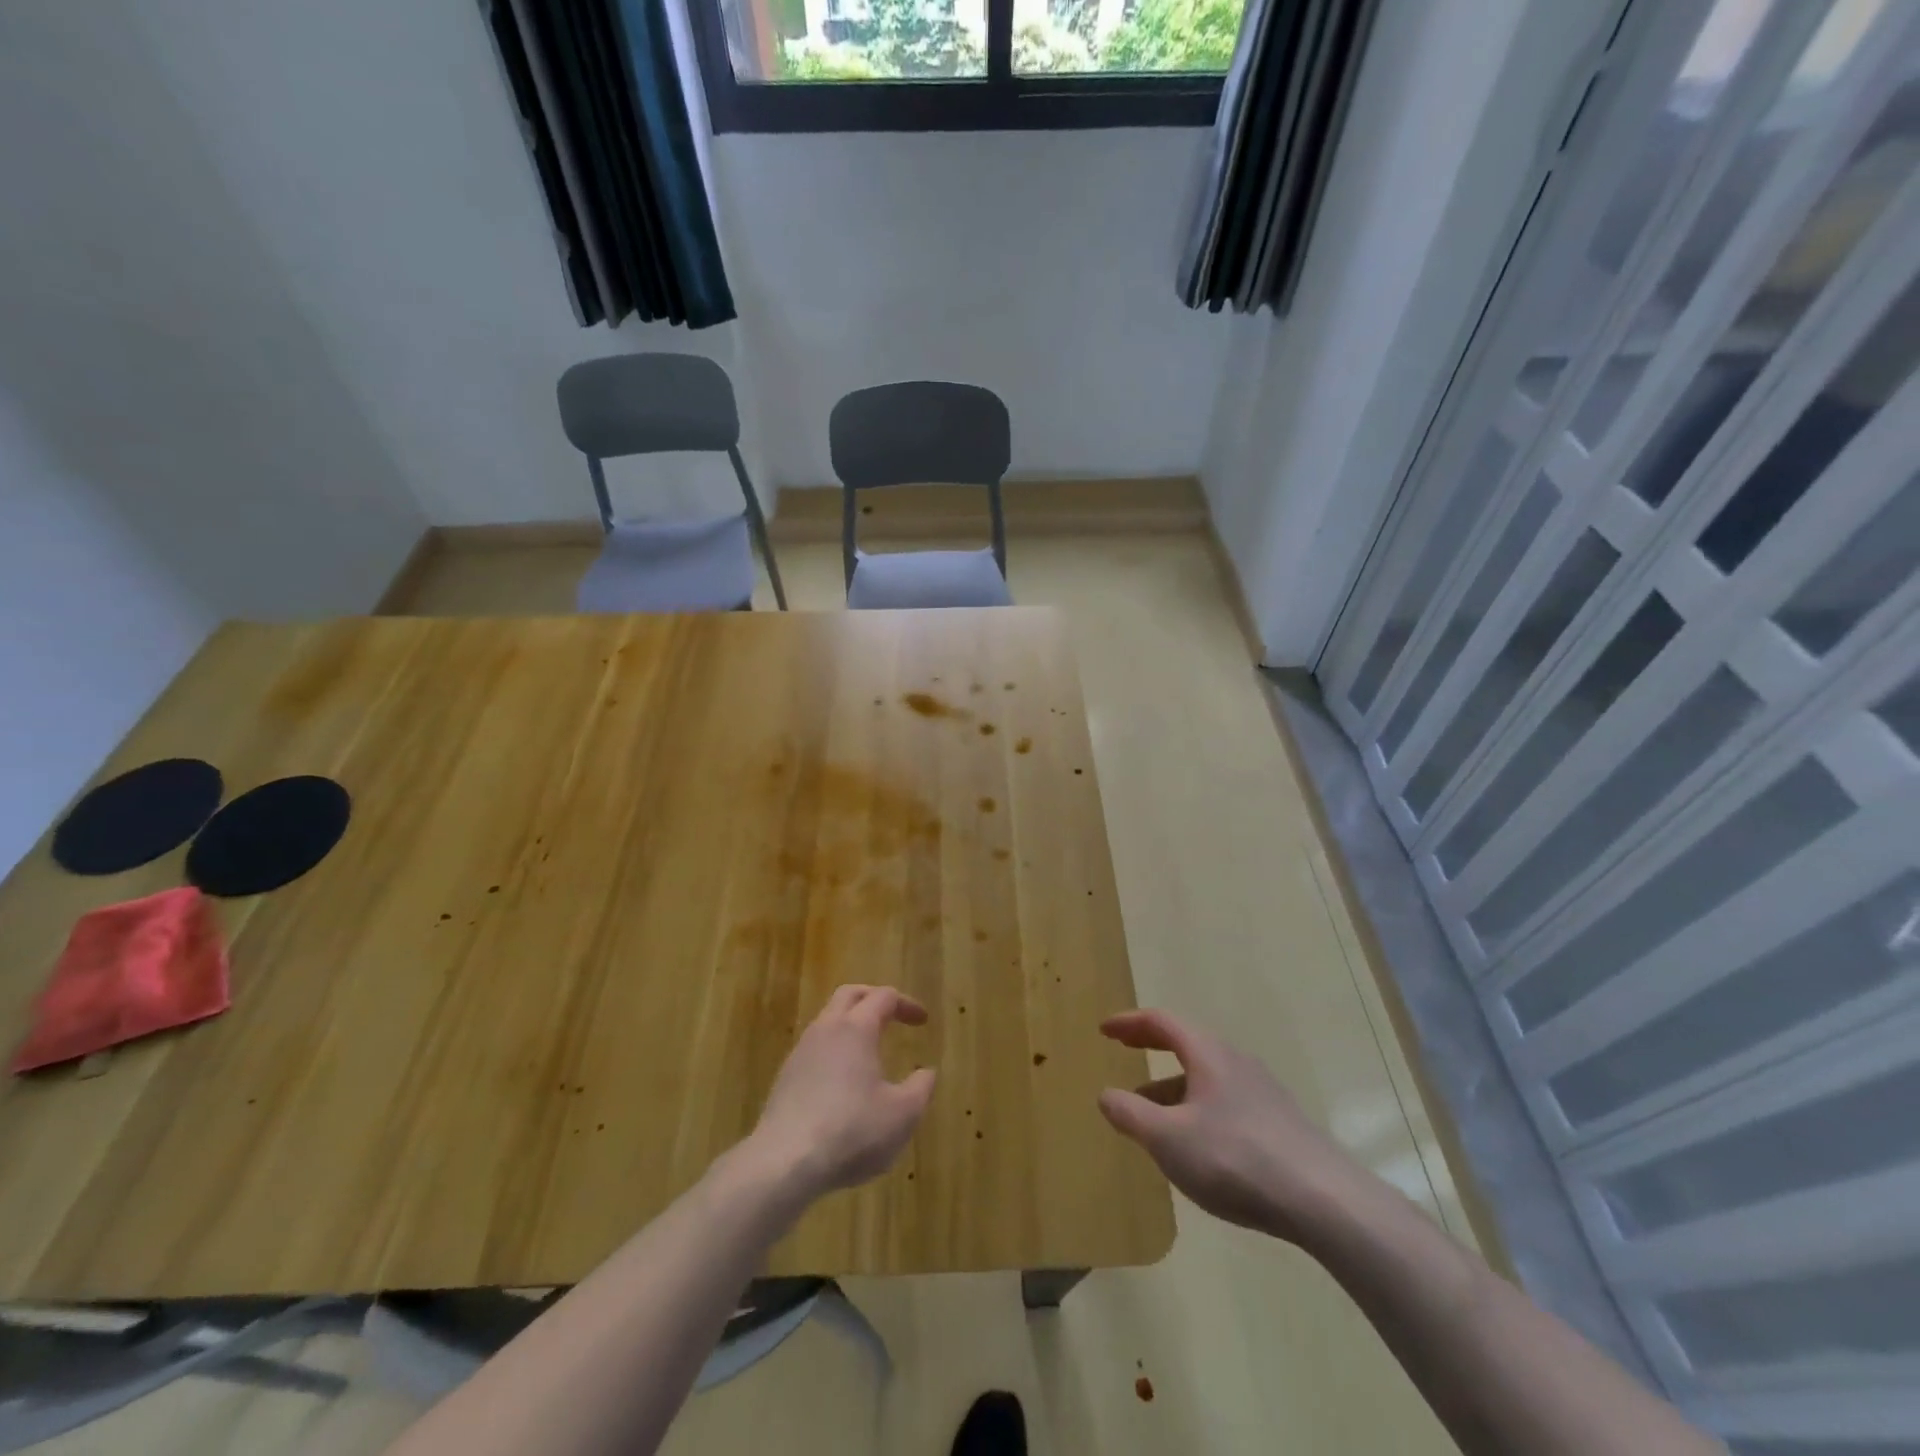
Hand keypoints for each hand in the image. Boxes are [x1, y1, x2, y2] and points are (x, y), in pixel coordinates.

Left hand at [747, 985, 936, 1199]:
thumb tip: (927, 1072)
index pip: (884, 997)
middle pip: (849, 995)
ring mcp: (801, 1051)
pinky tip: (843, 1081)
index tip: (923, 1021)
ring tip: (869, 1049)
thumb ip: (920, 1089)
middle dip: (874, 998)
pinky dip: (834, 1050)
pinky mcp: (785, 1077)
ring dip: (851, 1024)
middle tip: (893, 1015)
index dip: (906, 1004)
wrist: (784, 1162)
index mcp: (856, 1028)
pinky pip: (814, 1048)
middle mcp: (826, 1029)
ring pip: (828, 1020)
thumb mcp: (902, 1115)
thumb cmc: (852, 1132)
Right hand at [1098, 1008, 1369, 1241]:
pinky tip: (1195, 1143)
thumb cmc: (1235, 1158)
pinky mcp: (1279, 1123)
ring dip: (1172, 1084)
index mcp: (1207, 1053)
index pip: (1160, 1022)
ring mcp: (1261, 1091)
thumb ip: (1131, 1114)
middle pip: (1186, 1043)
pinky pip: (1225, 1100)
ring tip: (1150, 1113)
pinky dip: (1197, 1106)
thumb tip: (1105, 1094)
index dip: (1128, 1023)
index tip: (1104, 1029)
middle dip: (1151, 1047)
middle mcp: (1235, 1061)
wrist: (1324, 1200)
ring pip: (1206, 1076)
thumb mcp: (1168, 1138)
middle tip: (1123, 1052)